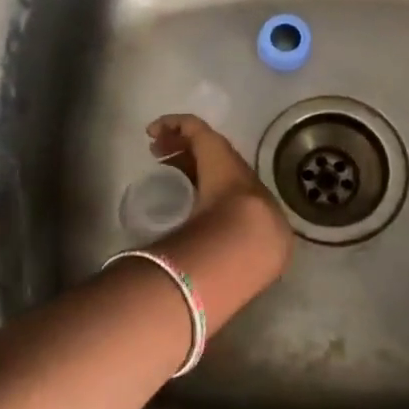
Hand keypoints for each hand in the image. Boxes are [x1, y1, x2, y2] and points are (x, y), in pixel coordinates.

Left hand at [146, 113, 292, 290]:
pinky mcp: (212, 144)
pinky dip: (175, 123)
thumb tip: (201, 285)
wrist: (253, 235)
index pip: (222, 187)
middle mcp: (240, 178)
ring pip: (202, 145)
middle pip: (212, 163)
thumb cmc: (244, 250)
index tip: (178, 185)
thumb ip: (218, 266)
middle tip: (164, 159)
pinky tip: (156, 127)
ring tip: (157, 143)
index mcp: (248, 204)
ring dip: (180, 143)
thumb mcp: (233, 259)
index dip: (200, 182)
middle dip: (189, 160)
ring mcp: (227, 161)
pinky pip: (193, 127)